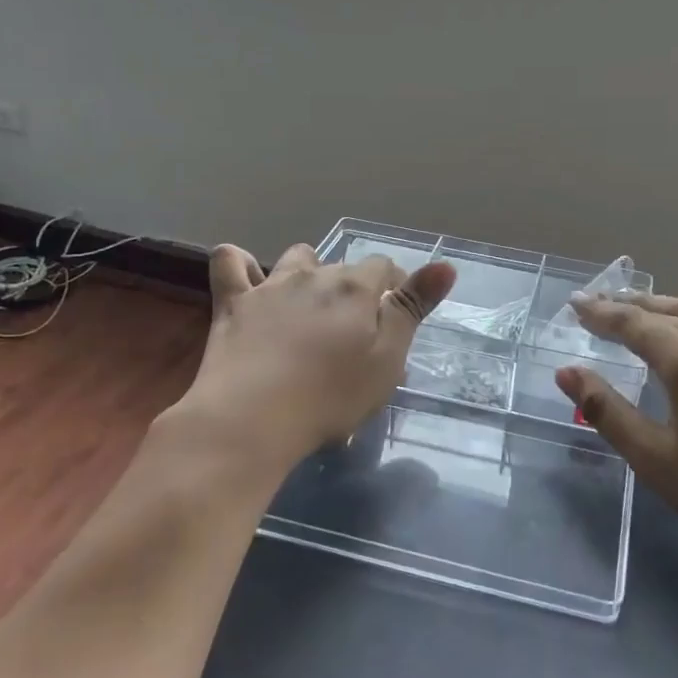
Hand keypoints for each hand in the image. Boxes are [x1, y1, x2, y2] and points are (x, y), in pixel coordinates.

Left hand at [182, 242, 455, 470]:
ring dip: (308, 271)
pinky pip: (231, 261)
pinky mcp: (232, 302)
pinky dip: (241, 263)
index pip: (384, 267)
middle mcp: (314, 275)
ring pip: (296, 258)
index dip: (394, 285)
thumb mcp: (386, 360)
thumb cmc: (330, 397)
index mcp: (355, 288)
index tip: (396, 313)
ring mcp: (270, 286)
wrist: (251, 419)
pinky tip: (249, 280)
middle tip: (356, 331)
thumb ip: (413, 309)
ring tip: (310, 304)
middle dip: (355, 288)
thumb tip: (446, 265)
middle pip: (342, 266)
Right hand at [555, 256, 677, 577]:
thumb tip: (566, 372)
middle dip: (622, 306)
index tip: (573, 304)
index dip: (599, 314)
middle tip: (590, 304)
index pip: (632, 324)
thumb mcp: (654, 459)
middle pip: (659, 312)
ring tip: (626, 295)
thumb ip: (607, 411)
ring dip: (655, 300)